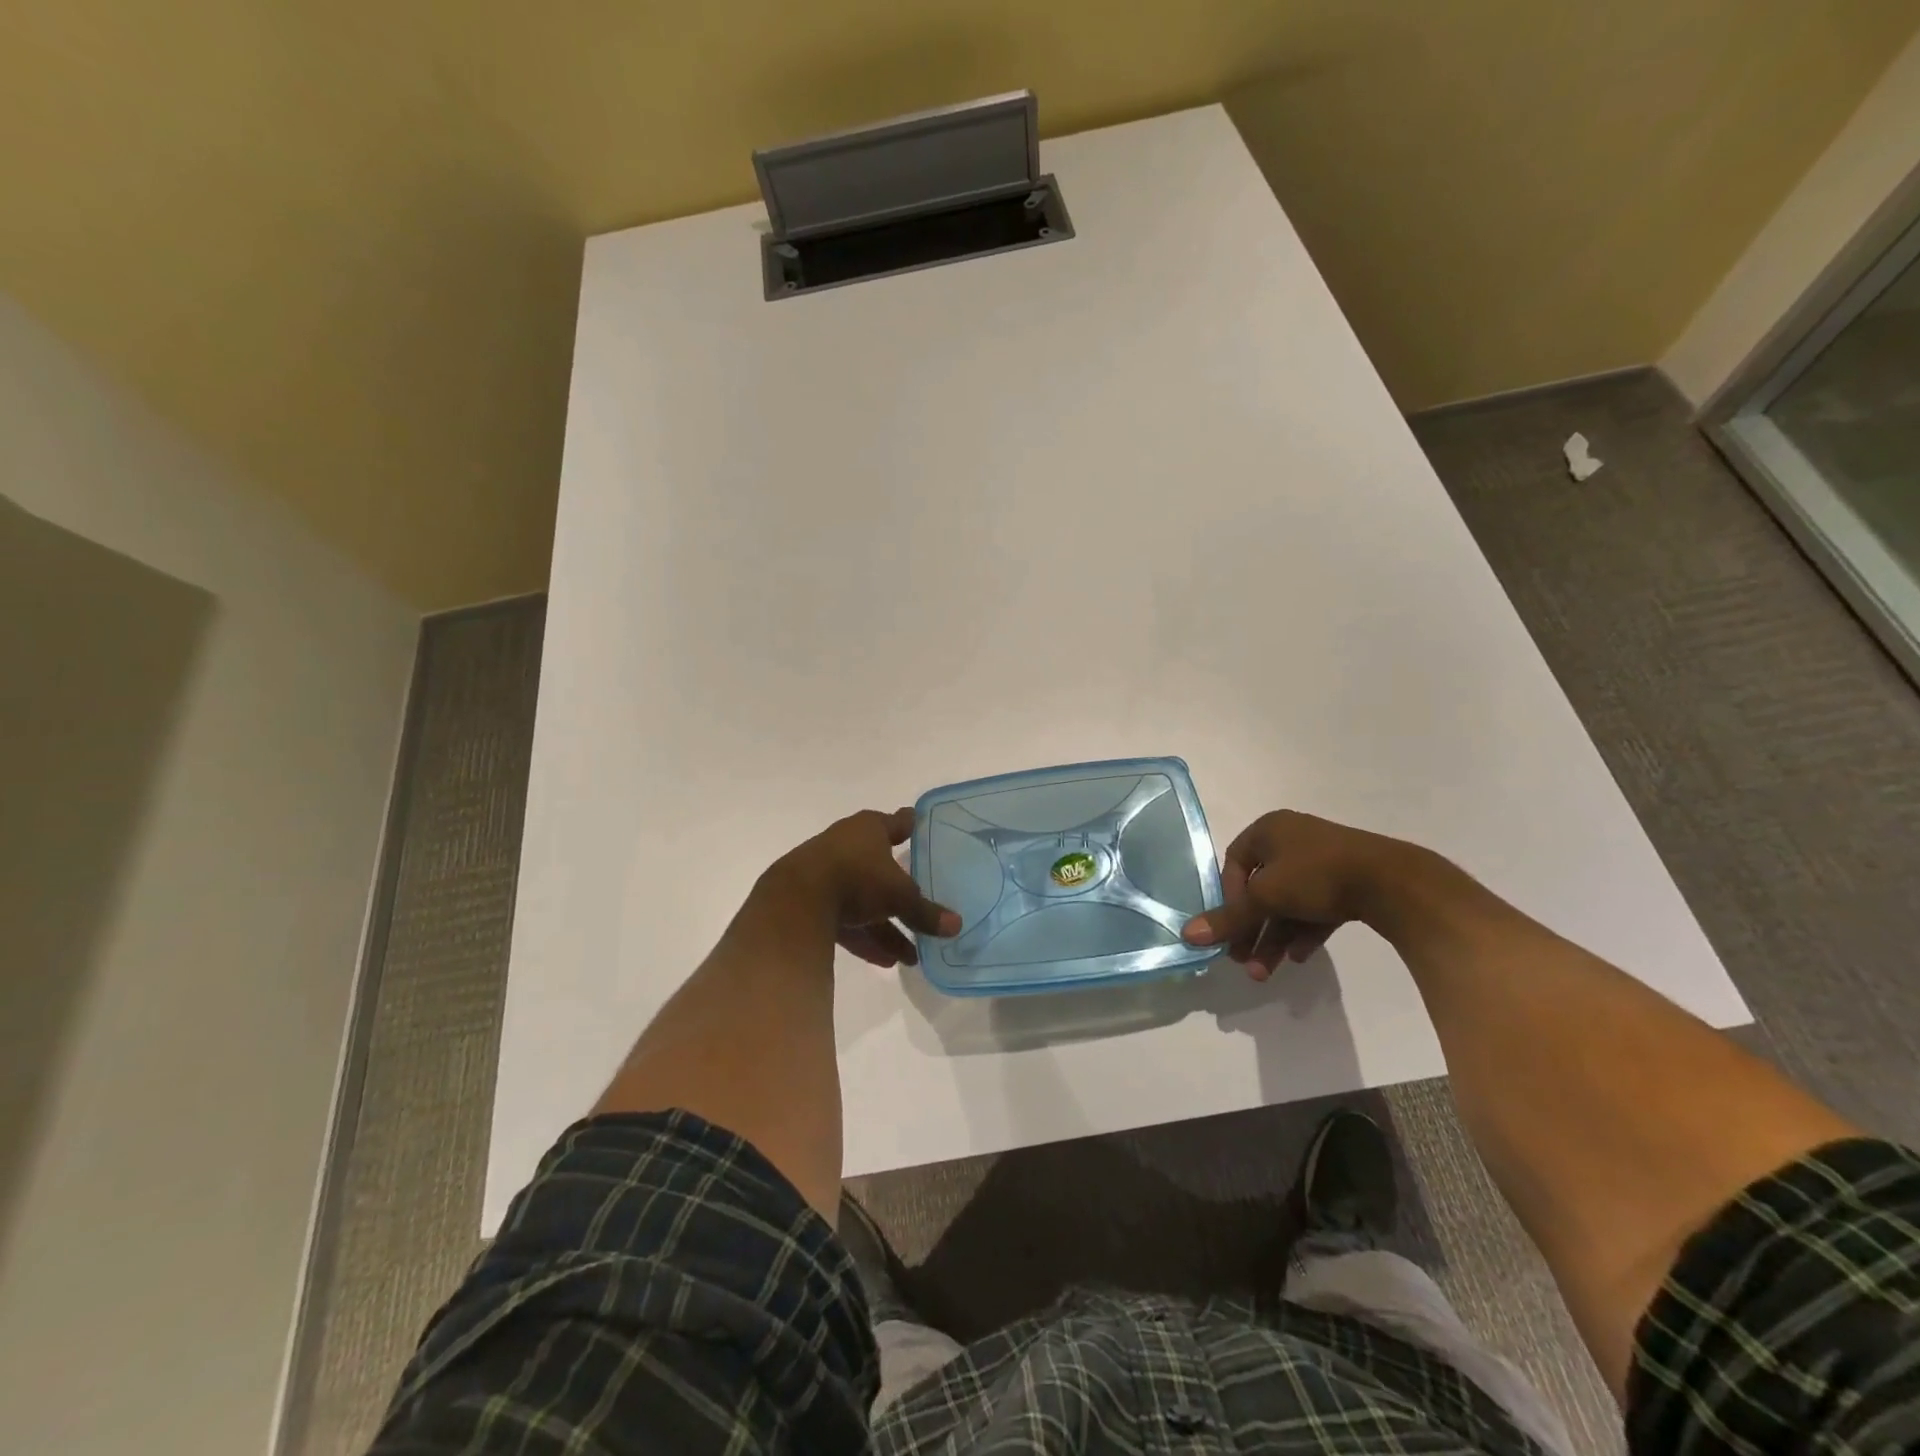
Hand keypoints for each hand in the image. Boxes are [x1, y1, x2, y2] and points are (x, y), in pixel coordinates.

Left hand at [762, 808, 960, 968]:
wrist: (795, 901)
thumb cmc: (856, 878)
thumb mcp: (899, 896)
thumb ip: (926, 912)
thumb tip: (957, 926)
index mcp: (869, 828)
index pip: (897, 823)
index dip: (910, 826)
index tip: (920, 826)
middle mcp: (847, 844)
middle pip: (880, 868)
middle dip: (902, 892)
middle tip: (924, 907)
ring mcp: (826, 873)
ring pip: (864, 900)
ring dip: (886, 927)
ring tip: (911, 956)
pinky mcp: (811, 902)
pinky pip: (846, 921)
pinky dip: (864, 938)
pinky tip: (884, 962)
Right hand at [1180, 810, 1411, 979]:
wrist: (1392, 882)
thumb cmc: (1316, 875)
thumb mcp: (1265, 897)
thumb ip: (1228, 918)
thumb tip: (1187, 935)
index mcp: (1269, 830)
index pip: (1234, 864)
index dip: (1228, 898)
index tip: (1231, 927)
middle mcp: (1293, 840)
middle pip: (1261, 889)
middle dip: (1252, 930)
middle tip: (1244, 961)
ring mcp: (1323, 861)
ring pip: (1288, 903)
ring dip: (1274, 938)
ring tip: (1267, 972)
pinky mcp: (1348, 883)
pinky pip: (1315, 908)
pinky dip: (1304, 932)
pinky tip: (1300, 958)